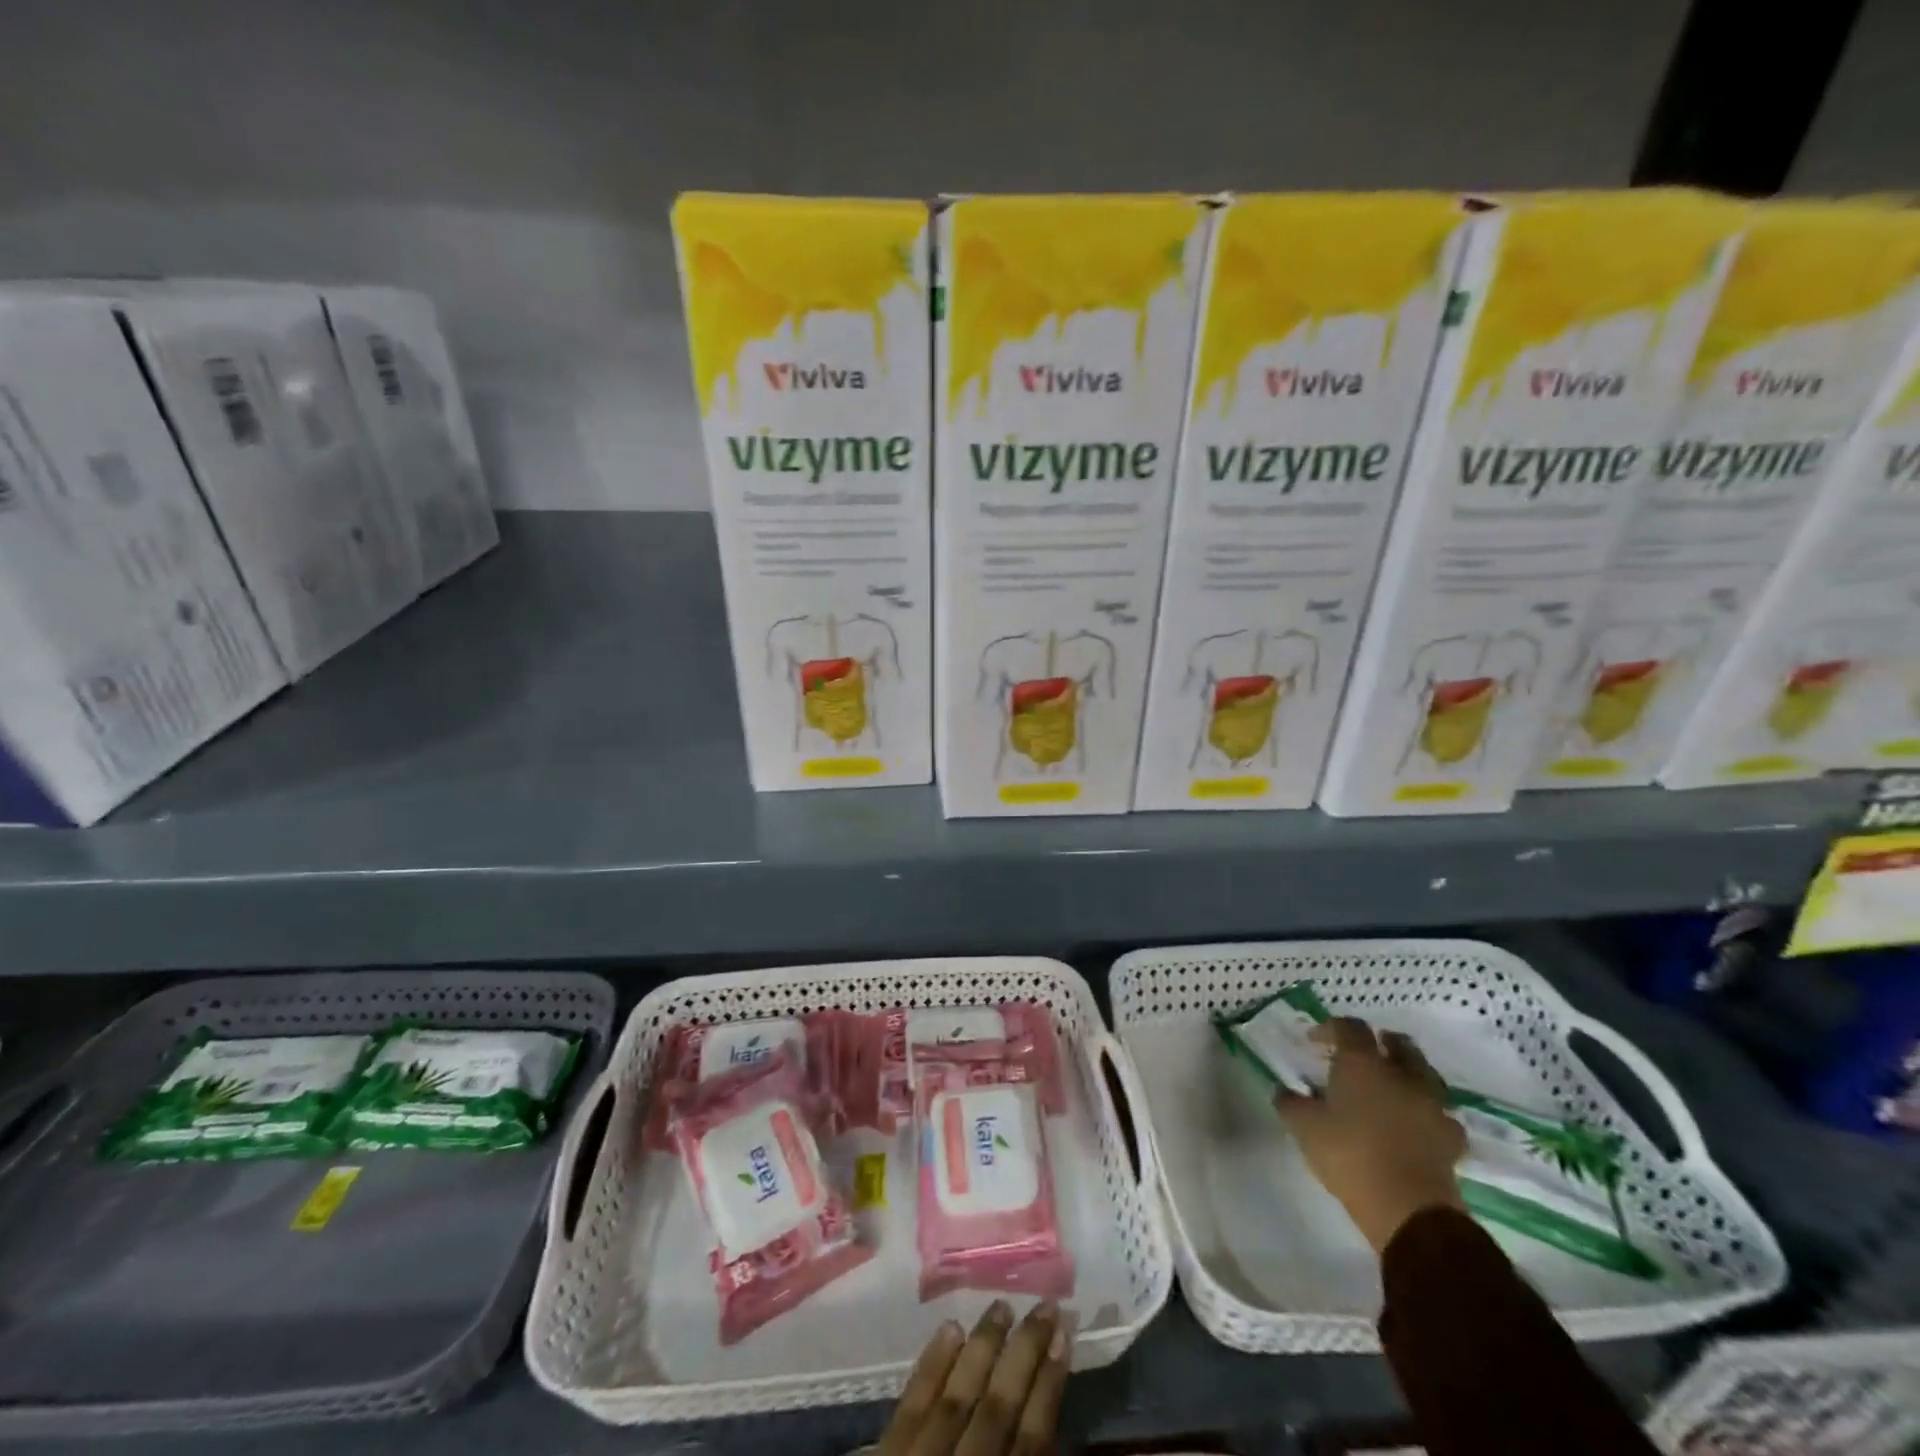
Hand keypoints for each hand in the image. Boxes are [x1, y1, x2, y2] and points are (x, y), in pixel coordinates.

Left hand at [878, 1300, 1070, 1455]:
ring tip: (1003, 1305)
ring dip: (983, 1348)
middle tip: (1046, 1305)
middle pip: (998, 1410)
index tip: (1065, 1337)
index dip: (1050, 1388)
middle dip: (1025, 1355)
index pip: (1031, 1444)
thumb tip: (1042, 1430)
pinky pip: (910, 1406)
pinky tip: (949, 1328)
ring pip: (957, 1398)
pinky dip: (932, 1365)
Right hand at [1275, 1017, 1466, 1252]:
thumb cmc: (1349, 1155)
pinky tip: (1415, 1123)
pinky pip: (1440, 1113)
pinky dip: (1427, 1111)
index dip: (1330, 1028)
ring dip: (1408, 1073)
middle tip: (1363, 1053)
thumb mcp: (1304, 1127)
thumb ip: (1291, 1103)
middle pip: (1398, 1043)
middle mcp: (1402, 1074)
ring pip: (1424, 1074)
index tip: (1314, 1040)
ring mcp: (1433, 1104)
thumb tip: (1285, 1092)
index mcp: (1363, 1063)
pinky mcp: (1451, 1137)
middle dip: (1380, 1042)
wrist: (1409, 1209)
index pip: (1349, 1027)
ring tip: (1391, 1086)